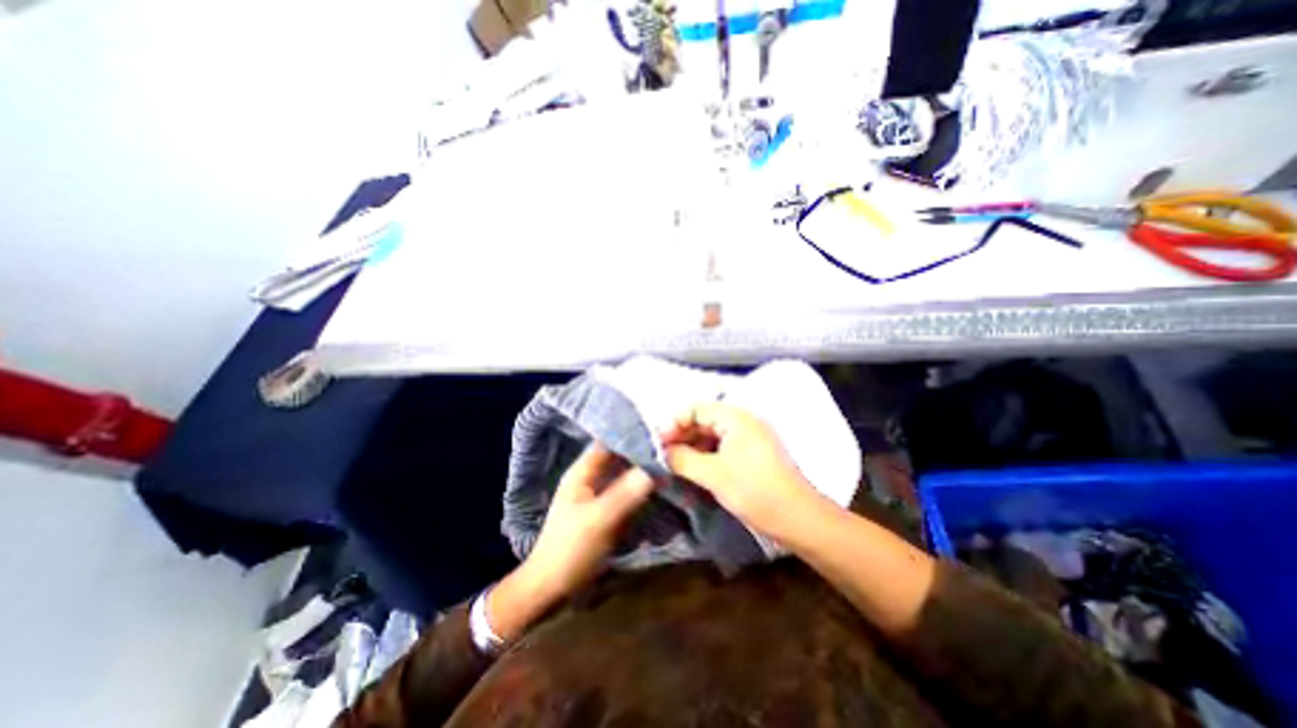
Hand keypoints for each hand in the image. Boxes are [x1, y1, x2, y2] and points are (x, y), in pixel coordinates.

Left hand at [486, 442, 652, 641]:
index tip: (658, 433)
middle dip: (641, 455)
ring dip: (643, 473)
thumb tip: (655, 468)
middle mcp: (591, 479)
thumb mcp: (599, 519)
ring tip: (670, 465)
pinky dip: (641, 491)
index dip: (630, 436)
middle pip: (619, 459)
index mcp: (582, 472)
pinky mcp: (607, 513)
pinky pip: (627, 495)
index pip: (608, 443)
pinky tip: (660, 488)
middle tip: (671, 450)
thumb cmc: (570, 549)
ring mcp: (599, 496)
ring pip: (624, 477)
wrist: (552, 589)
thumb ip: (625, 493)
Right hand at [663, 400, 813, 541]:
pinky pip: (723, 447)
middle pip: (704, 419)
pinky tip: (696, 470)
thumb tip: (663, 451)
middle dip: (682, 435)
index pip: (696, 408)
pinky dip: (707, 455)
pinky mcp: (753, 454)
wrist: (799, 519)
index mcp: (735, 417)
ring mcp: (750, 437)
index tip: (659, 443)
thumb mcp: (712, 474)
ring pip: (713, 434)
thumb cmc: (754, 491)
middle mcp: (743, 421)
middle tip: (664, 455)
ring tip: (676, 465)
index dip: (674, 423)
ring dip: (693, 447)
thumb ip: (682, 459)